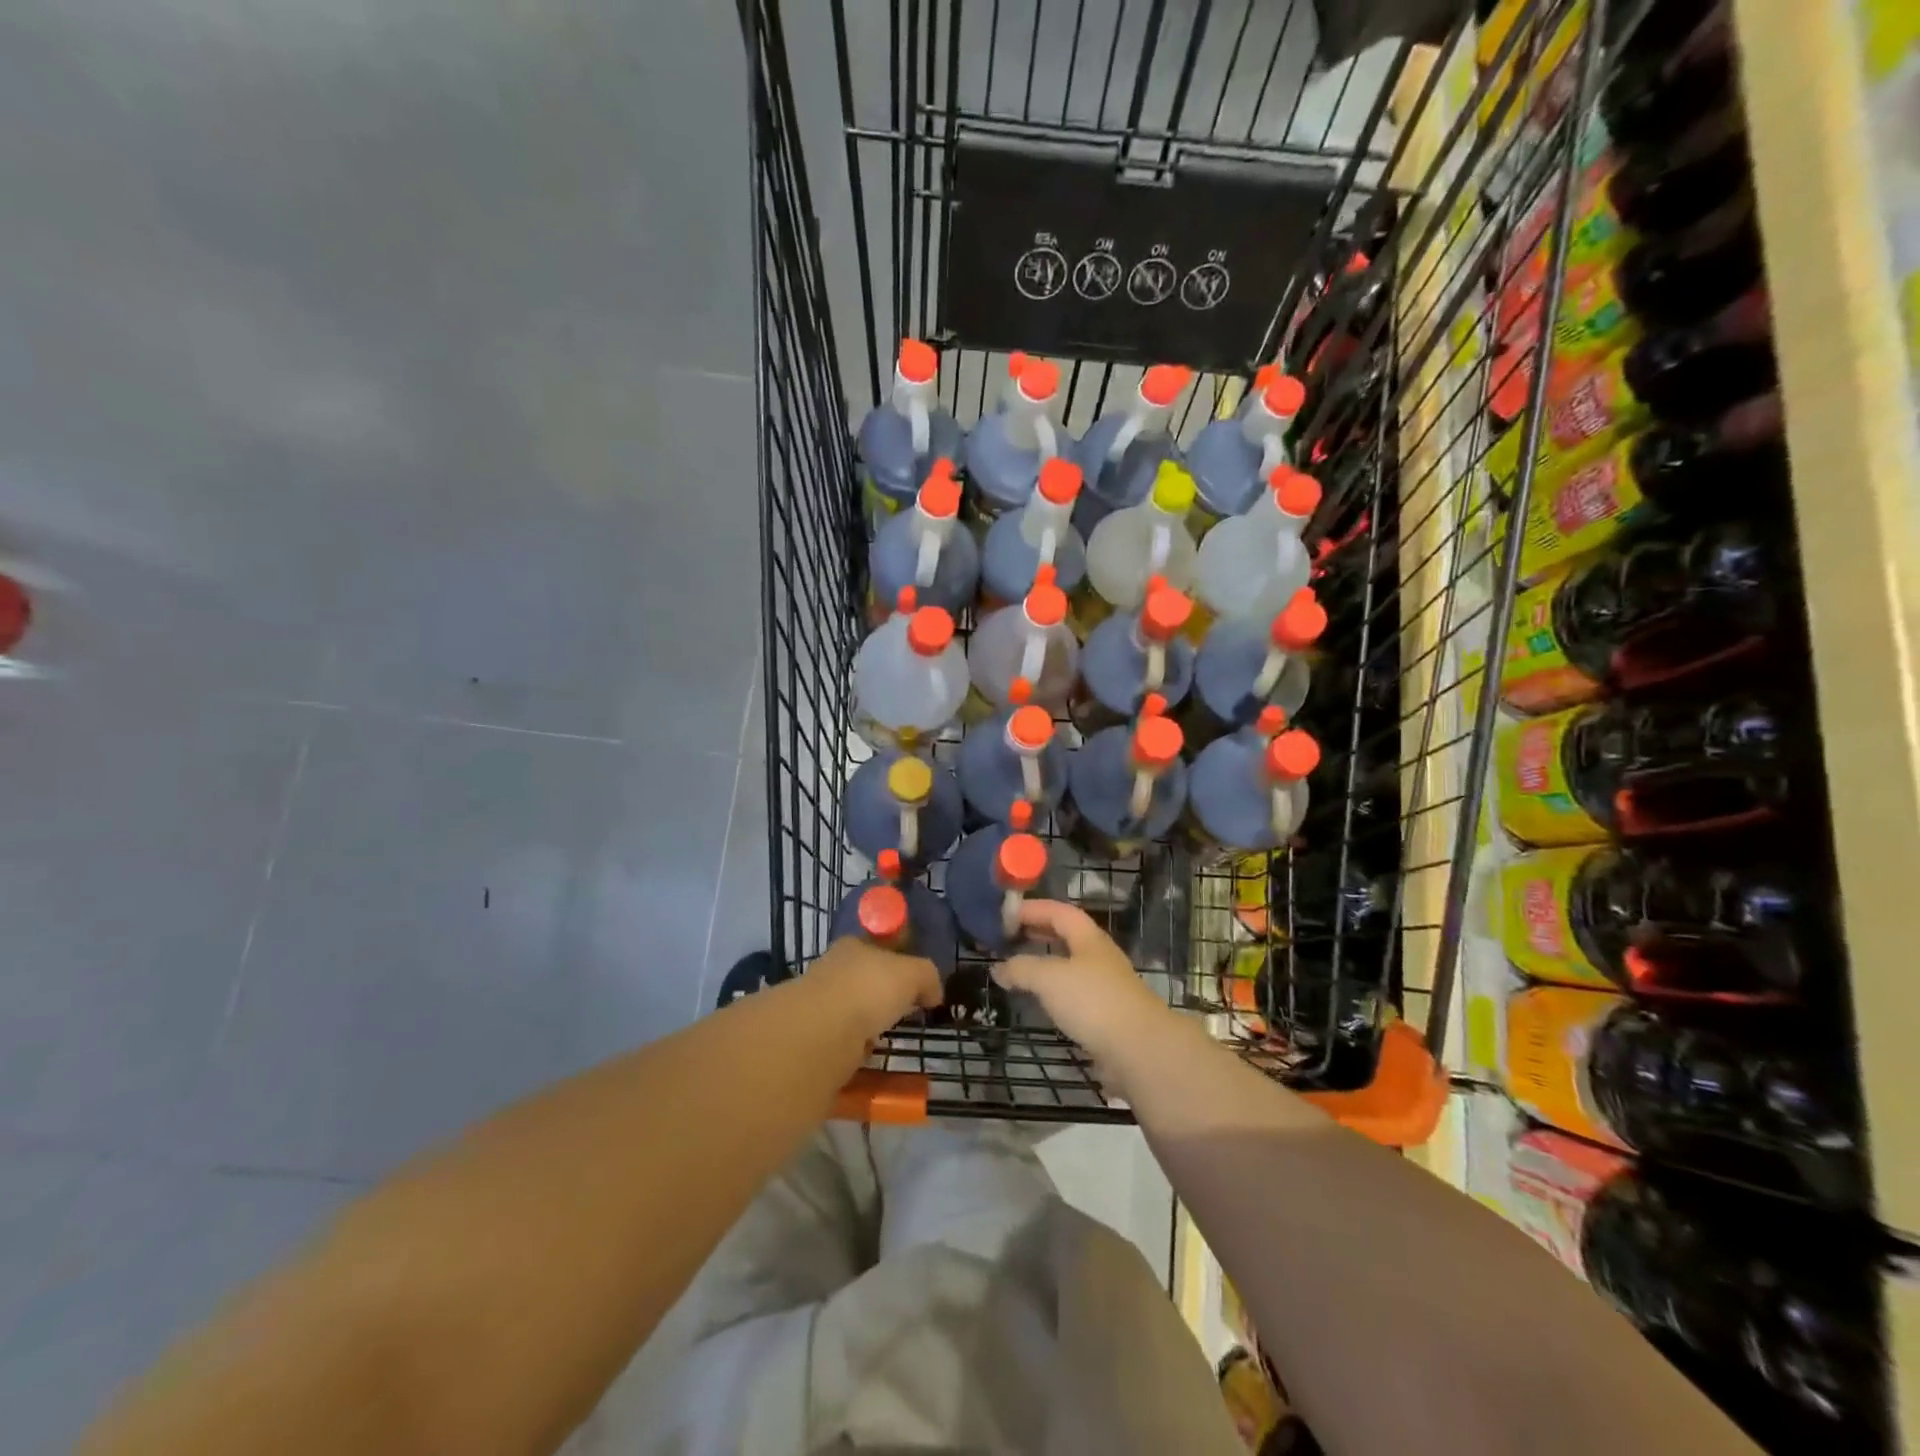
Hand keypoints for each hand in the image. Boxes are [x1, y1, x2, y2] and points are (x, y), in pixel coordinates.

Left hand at [810, 935, 943, 1039]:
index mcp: (853, 945)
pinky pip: (842, 1040)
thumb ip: (927, 977)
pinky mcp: (814, 1036)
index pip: (876, 947)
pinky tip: (867, 1057)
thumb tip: (933, 993)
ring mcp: (819, 1004)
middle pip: (863, 979)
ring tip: (886, 1038)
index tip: (911, 983)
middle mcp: (832, 969)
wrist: (823, 1030)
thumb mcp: (913, 973)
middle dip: (881, 996)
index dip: (896, 961)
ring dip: (866, 1024)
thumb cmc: (869, 988)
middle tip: (903, 1013)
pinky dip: (855, 1049)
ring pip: (851, 1011)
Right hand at [994, 901, 1176, 1072]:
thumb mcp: (1049, 978)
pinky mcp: (1106, 1015)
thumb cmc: (1093, 1001)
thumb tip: (998, 967)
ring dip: (1045, 962)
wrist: (1140, 1050)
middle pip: (1067, 935)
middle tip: (1009, 937)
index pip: (1058, 911)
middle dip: (1038, 932)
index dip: (1032, 908)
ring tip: (1020, 968)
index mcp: (1089, 938)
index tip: (1004, 914)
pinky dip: (1054, 991)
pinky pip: (1074, 993)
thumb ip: (1022, 968)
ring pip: (1070, 965)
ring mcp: (1106, 986)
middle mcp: (1099, 956)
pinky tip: (1041, 1002)